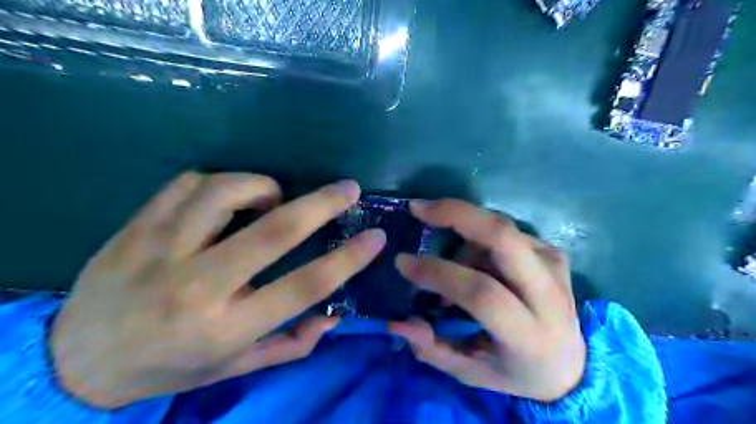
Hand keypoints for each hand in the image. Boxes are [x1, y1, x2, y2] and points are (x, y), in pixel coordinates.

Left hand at [50, 171, 385, 407]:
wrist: (78, 360)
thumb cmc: (170, 366)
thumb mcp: (236, 367)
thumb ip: (290, 343)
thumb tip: (334, 315)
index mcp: (226, 326)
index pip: (303, 286)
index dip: (348, 260)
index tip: (375, 237)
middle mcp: (197, 285)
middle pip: (273, 231)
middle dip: (321, 204)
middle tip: (348, 189)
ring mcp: (161, 250)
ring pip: (224, 193)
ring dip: (262, 187)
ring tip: (273, 197)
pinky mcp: (136, 227)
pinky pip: (188, 183)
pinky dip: (221, 182)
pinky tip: (228, 197)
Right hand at [389, 201, 583, 402]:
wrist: (571, 363)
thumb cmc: (515, 371)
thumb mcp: (471, 373)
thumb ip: (432, 349)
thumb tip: (396, 322)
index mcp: (529, 334)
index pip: (482, 293)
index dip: (438, 273)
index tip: (403, 262)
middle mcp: (548, 293)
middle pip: (502, 237)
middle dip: (456, 214)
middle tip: (419, 209)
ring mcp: (554, 265)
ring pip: (499, 229)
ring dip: (463, 237)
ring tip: (449, 265)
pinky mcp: (553, 252)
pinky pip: (506, 231)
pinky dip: (478, 239)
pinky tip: (473, 261)